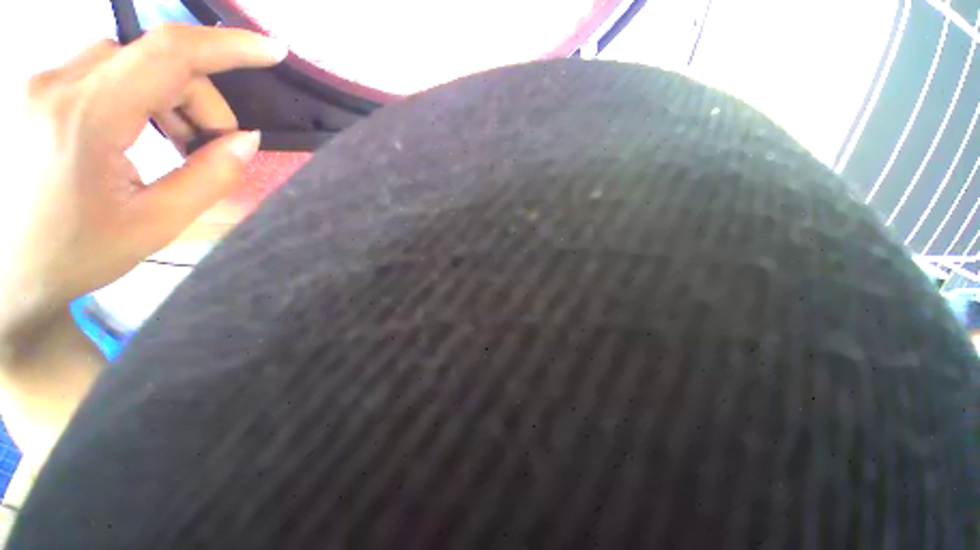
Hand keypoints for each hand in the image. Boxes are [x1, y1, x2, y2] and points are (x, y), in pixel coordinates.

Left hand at [0, 24, 285, 335]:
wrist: (4, 274)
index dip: (228, 46)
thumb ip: (209, 177)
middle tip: (208, 145)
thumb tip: (246, 140)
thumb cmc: (74, 253)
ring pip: (126, 59)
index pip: (169, 53)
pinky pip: (98, 69)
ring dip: (162, 94)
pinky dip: (132, 93)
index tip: (272, 51)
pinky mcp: (32, 89)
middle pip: (152, 58)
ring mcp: (36, 82)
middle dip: (194, 97)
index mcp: (83, 118)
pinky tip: (134, 131)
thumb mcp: (155, 223)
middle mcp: (53, 83)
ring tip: (169, 142)